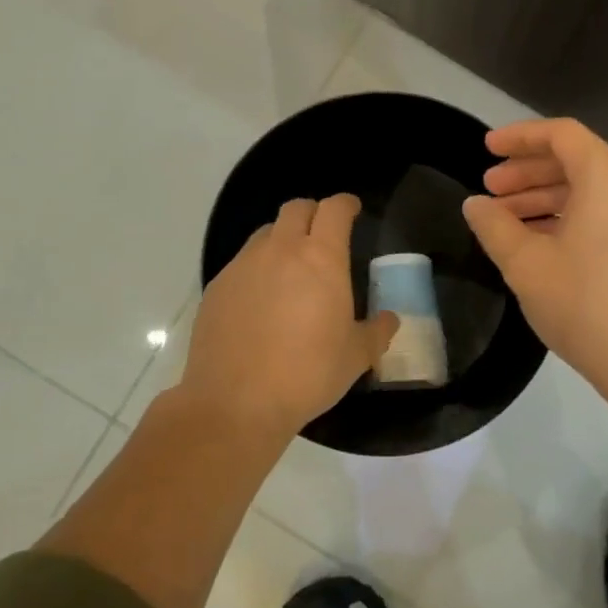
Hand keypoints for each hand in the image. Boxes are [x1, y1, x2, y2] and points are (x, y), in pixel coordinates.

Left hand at [180, 194, 398, 436]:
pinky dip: (257, 269)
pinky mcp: (217, 287)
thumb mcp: (356, 357)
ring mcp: (243, 266)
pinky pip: (242, 263)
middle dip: (312, 213)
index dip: (345, 204)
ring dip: (282, 239)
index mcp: (321, 258)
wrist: (235, 403)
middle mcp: (280, 250)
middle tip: (322, 235)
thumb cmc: (307, 374)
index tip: (352, 210)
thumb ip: (377, 332)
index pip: (334, 209)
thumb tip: (390, 320)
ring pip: (265, 234)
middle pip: (296, 209)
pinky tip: (260, 301)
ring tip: (290, 269)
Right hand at [463, 119, 607, 409]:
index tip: (487, 149)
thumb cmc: (591, 309)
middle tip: (491, 192)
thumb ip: (495, 227)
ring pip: (594, 191)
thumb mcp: (528, 267)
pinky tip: (547, 246)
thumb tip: (476, 204)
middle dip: (528, 173)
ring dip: (548, 200)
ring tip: (510, 223)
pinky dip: (575, 219)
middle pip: (577, 161)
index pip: (560, 134)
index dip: (519, 137)